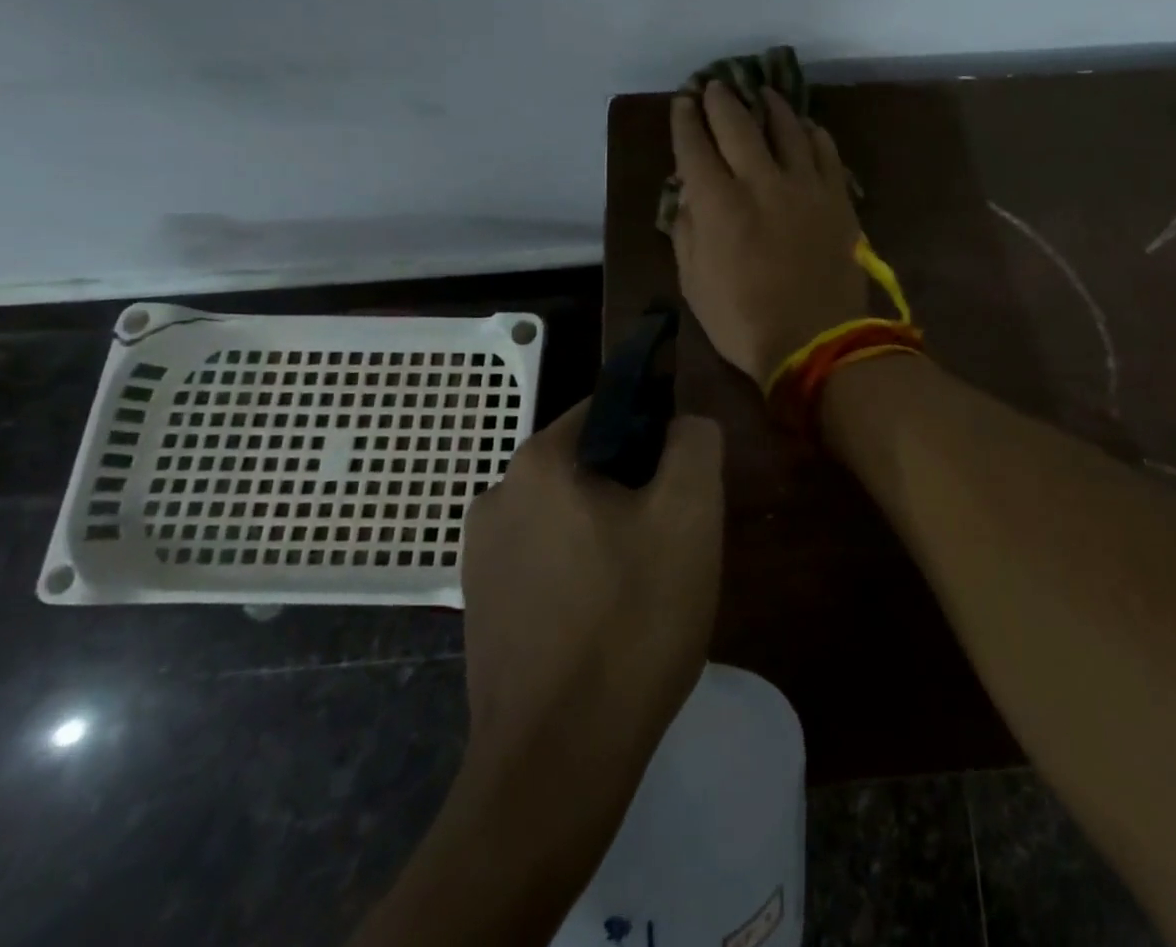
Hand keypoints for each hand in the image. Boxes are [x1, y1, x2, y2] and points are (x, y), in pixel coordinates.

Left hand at [461, 400, 723, 773]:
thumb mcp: (690, 514)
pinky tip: (607, 623)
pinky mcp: (481, 608)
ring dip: (611, 535)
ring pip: (570, 516)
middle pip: (590, 465)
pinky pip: (547, 562)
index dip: (657, 438)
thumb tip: (683, 425)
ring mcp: (480, 557)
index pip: (610, 410)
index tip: (682, 490)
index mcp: (538, 462)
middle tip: (672, 545)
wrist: (557, 764)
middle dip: (636, 492)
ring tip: (644, 590)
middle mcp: (496, 496)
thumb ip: (695, 443)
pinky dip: (582, 574)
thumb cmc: (631, 622)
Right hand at [669, 82, 868, 381]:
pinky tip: (807, 126)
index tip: (682, 103)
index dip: (685, 121)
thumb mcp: (694, 282)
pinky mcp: (837, 198)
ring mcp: (805, 186)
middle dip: (722, 100)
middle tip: (715, 85)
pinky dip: (813, 133)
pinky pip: (826, 152)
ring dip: (771, 106)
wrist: (816, 341)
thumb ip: (686, 230)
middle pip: (738, 125)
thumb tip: (687, 193)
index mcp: (719, 204)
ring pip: (787, 129)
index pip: (695, 147)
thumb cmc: (743, 321)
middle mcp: (760, 182)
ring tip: (763, 94)